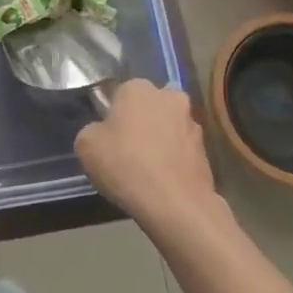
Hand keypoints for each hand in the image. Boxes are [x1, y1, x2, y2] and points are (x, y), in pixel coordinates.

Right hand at [75, 80, 219, 232]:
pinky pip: (182, 150)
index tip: (108, 138)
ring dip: (159, 141)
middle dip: (140, 123)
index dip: (112, 117)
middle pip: (148, 107)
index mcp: (138, 88)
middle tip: (126, 151)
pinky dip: (173, 160)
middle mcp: (169, 96)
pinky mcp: (206, 150)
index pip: (120, 94)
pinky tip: (163, 182)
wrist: (175, 205)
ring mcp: (192, 123)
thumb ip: (92, 130)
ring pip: (168, 128)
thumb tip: (103, 132)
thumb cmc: (125, 165)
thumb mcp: (85, 145)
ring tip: (147, 171)